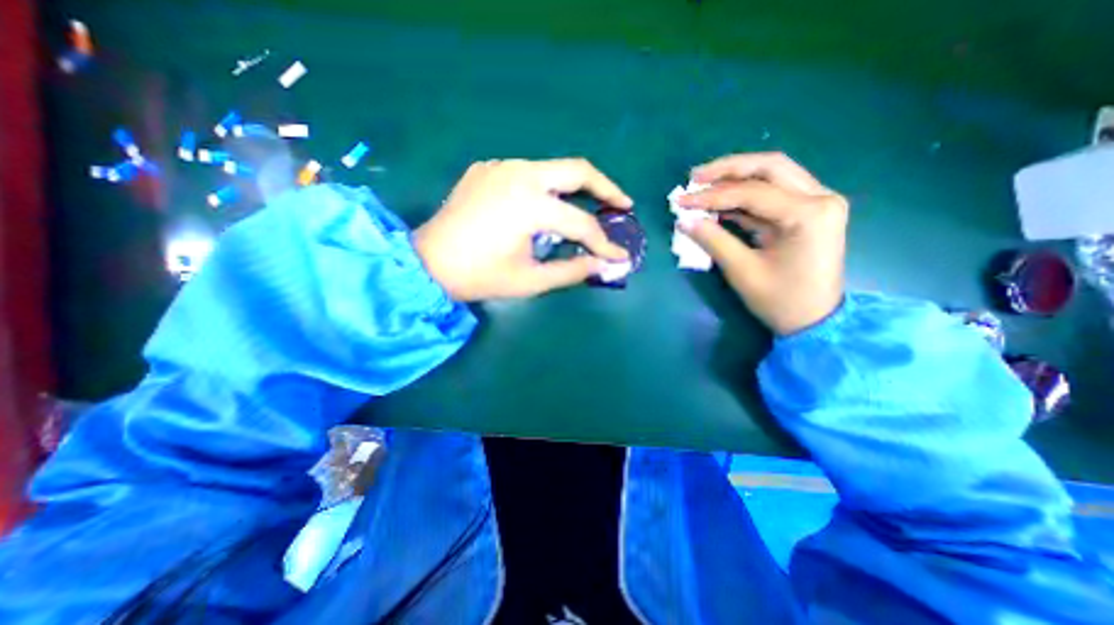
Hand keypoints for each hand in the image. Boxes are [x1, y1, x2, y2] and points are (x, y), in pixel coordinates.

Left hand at [411, 155, 634, 300]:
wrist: (426, 263)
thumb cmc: (478, 276)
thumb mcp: (530, 281)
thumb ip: (572, 271)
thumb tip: (603, 265)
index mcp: (529, 205)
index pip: (581, 223)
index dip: (603, 242)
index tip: (619, 256)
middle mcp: (518, 174)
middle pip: (577, 170)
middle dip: (606, 187)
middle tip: (622, 205)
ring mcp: (500, 166)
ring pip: (552, 169)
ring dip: (575, 187)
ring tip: (589, 207)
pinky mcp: (486, 169)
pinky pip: (526, 173)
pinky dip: (545, 187)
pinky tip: (544, 206)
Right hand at [675, 153, 849, 336]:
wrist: (814, 320)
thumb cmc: (781, 300)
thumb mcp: (742, 271)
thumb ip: (713, 240)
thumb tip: (684, 220)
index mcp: (809, 214)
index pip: (752, 192)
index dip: (711, 195)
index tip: (682, 201)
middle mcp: (820, 198)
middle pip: (770, 167)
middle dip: (728, 169)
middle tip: (695, 177)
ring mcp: (817, 202)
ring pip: (773, 174)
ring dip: (736, 177)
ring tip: (703, 184)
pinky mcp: (808, 211)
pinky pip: (773, 193)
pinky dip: (745, 194)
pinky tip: (720, 200)